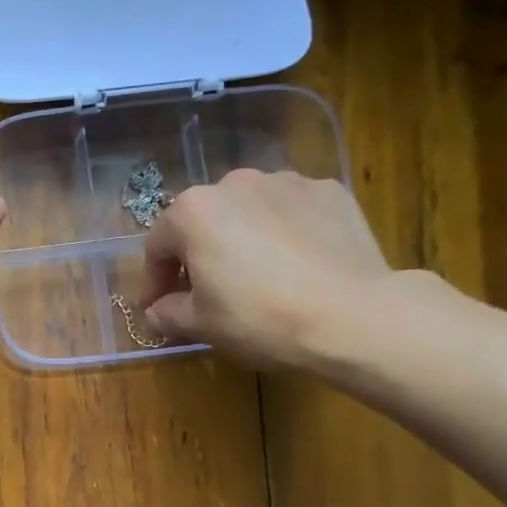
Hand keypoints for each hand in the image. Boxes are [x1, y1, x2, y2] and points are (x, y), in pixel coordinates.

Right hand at [141, 169, 392, 370]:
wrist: (353, 315)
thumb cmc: (259, 318)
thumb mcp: (201, 325)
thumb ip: (168, 313)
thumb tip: (155, 313)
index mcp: (194, 212)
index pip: (158, 245)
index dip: (154, 281)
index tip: (158, 308)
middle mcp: (235, 183)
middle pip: (204, 221)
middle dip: (199, 255)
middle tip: (207, 292)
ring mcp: (287, 182)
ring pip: (249, 212)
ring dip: (242, 238)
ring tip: (257, 276)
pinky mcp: (330, 191)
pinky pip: (292, 212)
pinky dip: (285, 233)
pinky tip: (296, 265)